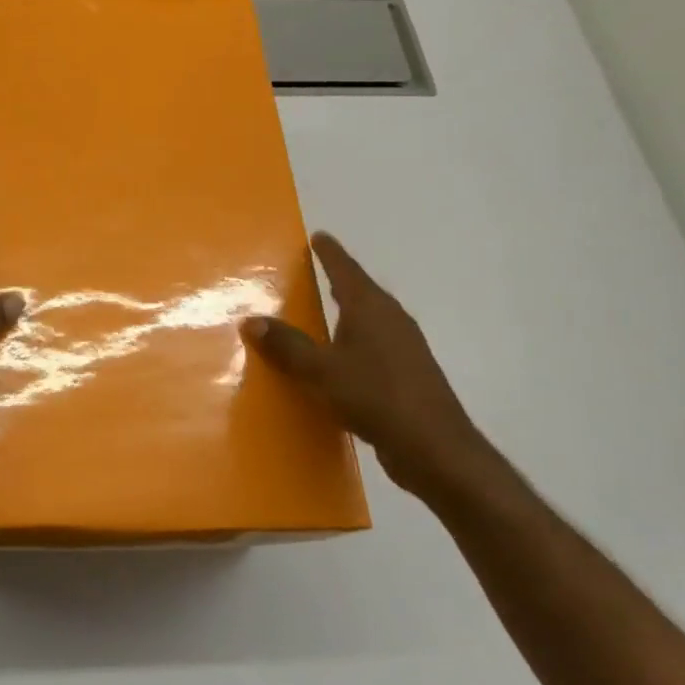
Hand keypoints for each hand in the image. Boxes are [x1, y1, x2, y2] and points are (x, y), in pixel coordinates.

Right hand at [244, 233, 495, 502]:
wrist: (433, 447)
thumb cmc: (375, 396)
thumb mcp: (321, 370)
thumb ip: (287, 345)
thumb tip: (251, 320)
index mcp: (371, 309)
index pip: (346, 271)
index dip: (330, 254)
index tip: (318, 236)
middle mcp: (391, 321)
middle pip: (361, 292)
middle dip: (338, 280)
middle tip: (313, 272)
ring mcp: (403, 348)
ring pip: (368, 320)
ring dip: (346, 313)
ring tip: (320, 313)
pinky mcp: (406, 375)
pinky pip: (371, 345)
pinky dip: (351, 341)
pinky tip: (337, 359)